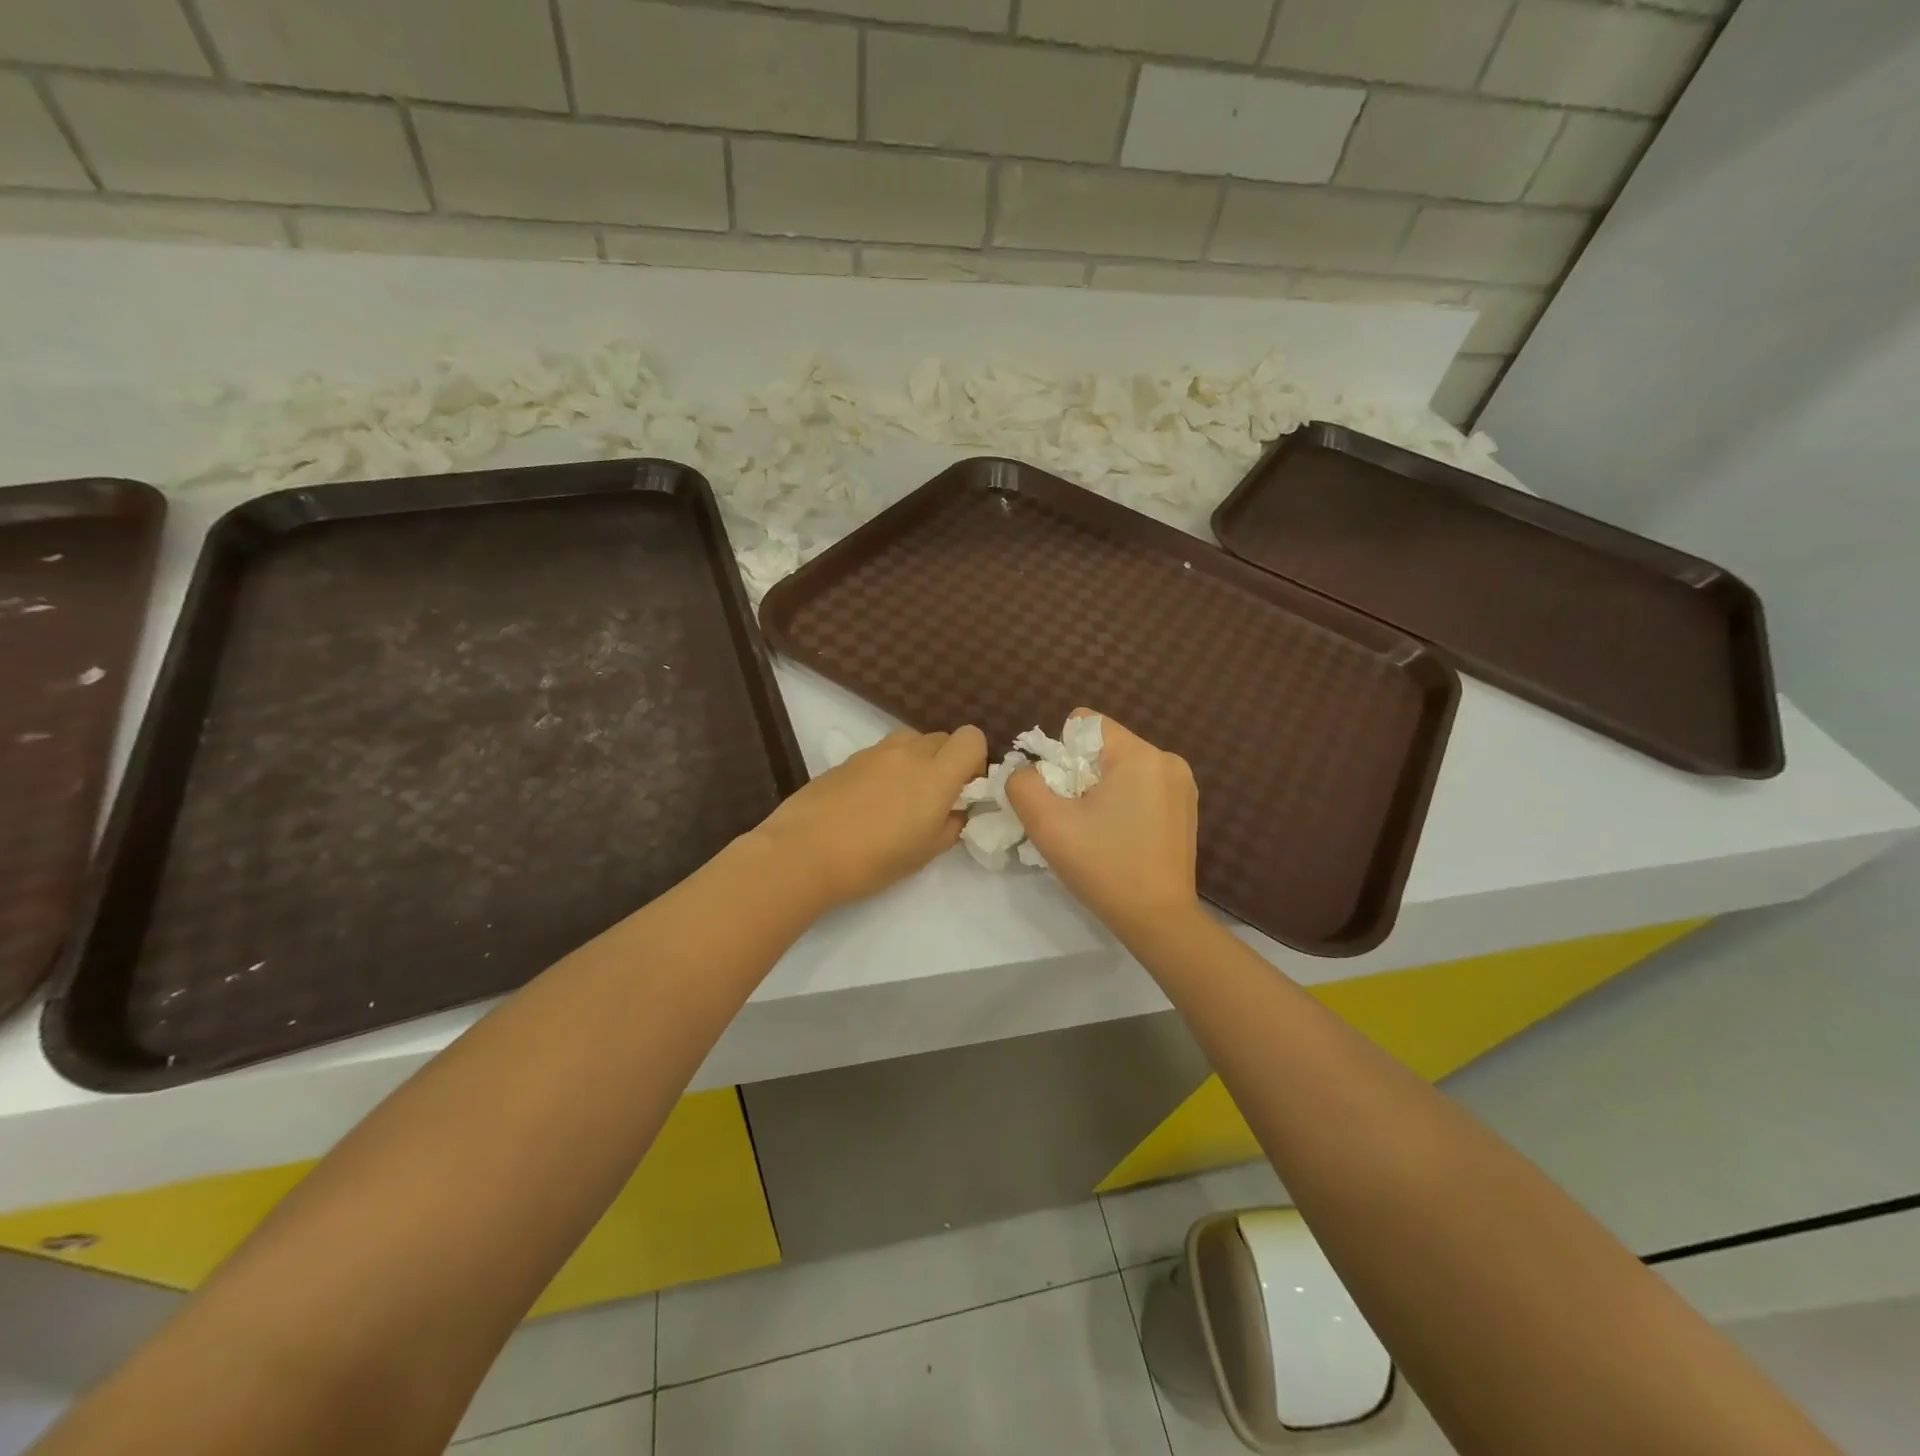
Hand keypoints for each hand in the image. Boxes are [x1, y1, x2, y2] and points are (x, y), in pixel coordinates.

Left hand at [755, 726, 986, 909]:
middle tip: (934, 797)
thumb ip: (951, 825)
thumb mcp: (925, 852)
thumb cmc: (874, 859)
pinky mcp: (848, 759)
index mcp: (936, 774)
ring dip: (917, 759)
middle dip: (946, 760)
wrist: (805, 852)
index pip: (971, 738)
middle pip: (942, 737)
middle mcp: (909, 753)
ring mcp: (875, 752)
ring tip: (902, 795)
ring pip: (910, 740)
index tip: (964, 788)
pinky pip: (881, 753)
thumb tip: (956, 811)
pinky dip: (887, 767)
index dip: (974, 759)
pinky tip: (870, 801)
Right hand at [1006, 710, 1200, 938]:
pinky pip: (1140, 787)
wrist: (1158, 921)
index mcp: (1140, 755)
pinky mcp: (1185, 808)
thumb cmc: (1104, 868)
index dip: (1060, 753)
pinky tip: (1119, 837)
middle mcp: (1167, 760)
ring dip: (1099, 790)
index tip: (1061, 794)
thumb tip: (1025, 771)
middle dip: (1079, 774)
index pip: (1085, 722)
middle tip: (1074, 818)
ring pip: (1120, 768)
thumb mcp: (1048, 825)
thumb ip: (1023, 785)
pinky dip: (1121, 803)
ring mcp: (1182, 785)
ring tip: (1096, 831)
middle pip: (1102, 746)